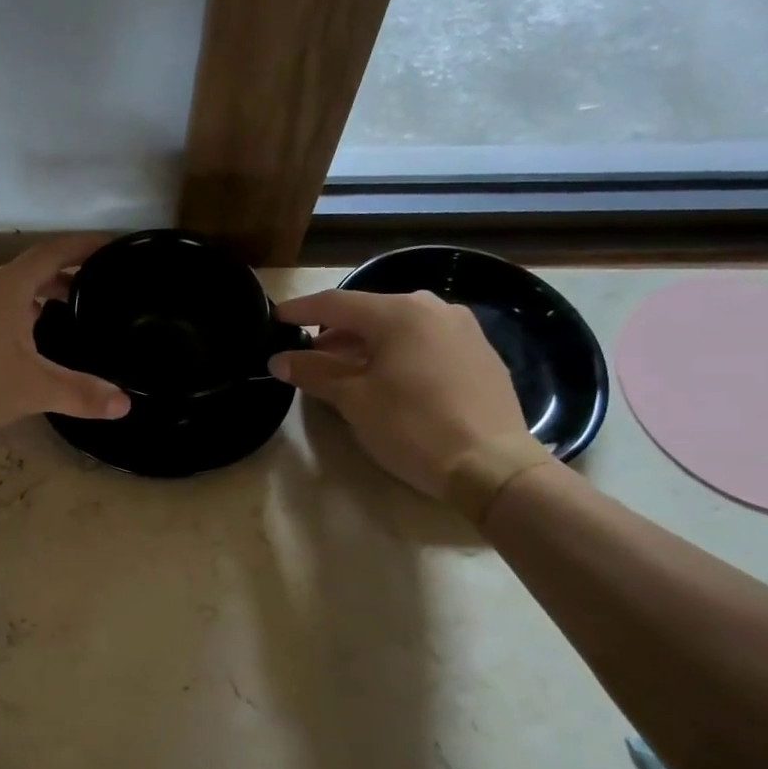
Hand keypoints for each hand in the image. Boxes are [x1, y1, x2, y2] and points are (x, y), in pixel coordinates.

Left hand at [0, 236, 131, 444]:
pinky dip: (1, 311)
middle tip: (80, 295)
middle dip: (55, 278)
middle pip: (24, 268)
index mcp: (7, 285)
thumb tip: (124, 403)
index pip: (53, 252)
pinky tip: (6, 343)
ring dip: (25, 295)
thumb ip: (80, 393)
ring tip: (47, 319)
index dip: (83, 247)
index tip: (109, 246)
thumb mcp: (33, 388)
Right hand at [270, 289, 528, 499]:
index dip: (301, 310)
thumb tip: (280, 360)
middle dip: (334, 333)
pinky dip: (396, 353)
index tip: (275, 317)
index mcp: (399, 313)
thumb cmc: (412, 426)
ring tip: (344, 371)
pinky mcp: (480, 354)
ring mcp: (462, 329)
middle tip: (308, 356)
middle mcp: (433, 309)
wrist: (491, 465)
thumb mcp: (353, 400)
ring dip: (365, 345)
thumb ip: (314, 373)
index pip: (336, 303)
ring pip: (398, 328)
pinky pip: (424, 343)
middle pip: (369, 314)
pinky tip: (386, 380)